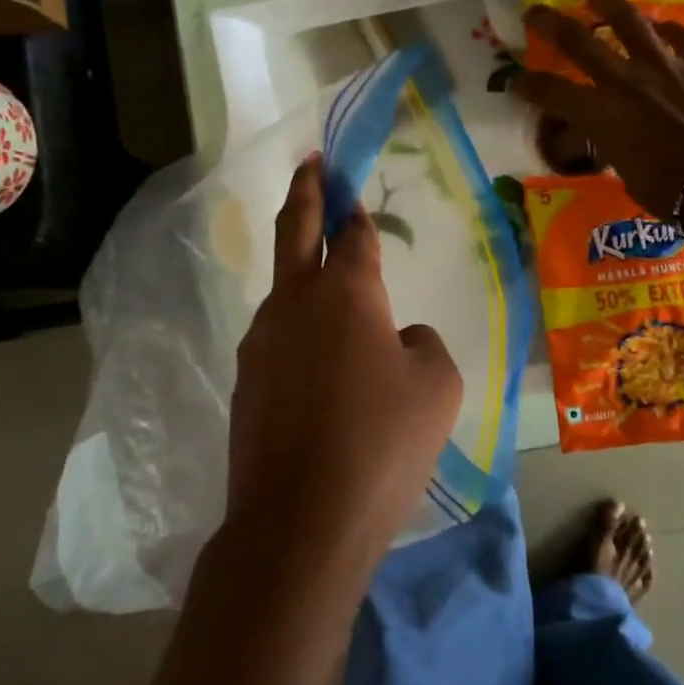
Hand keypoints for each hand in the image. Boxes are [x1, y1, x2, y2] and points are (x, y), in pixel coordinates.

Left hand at [227, 155, 463, 578]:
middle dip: (306, 192)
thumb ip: (422, 344)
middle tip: (311, 164)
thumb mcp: (436, 386)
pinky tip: (321, 367)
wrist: (300, 521)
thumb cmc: (382, 443)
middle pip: (295, 231)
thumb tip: (398, 338)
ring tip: (332, 290)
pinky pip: (279, 339)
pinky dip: (300, 332)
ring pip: (284, 289)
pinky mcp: (247, 382)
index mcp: (346, 293)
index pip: (353, 235)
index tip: (351, 190)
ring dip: (303, 272)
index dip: (356, 211)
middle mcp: (294, 304)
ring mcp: (261, 342)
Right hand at [516, 0, 683, 243]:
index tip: (515, 82)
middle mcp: (625, 81)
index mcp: (602, 116)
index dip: (528, 86)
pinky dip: (666, 29)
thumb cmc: (674, 193)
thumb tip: (615, 140)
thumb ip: (615, 148)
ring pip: (629, 22)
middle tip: (534, 11)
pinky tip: (660, 25)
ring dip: (607, 4)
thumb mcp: (628, 175)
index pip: (551, 94)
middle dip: (550, 24)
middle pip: (578, 41)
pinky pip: (679, 34)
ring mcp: (665, 66)